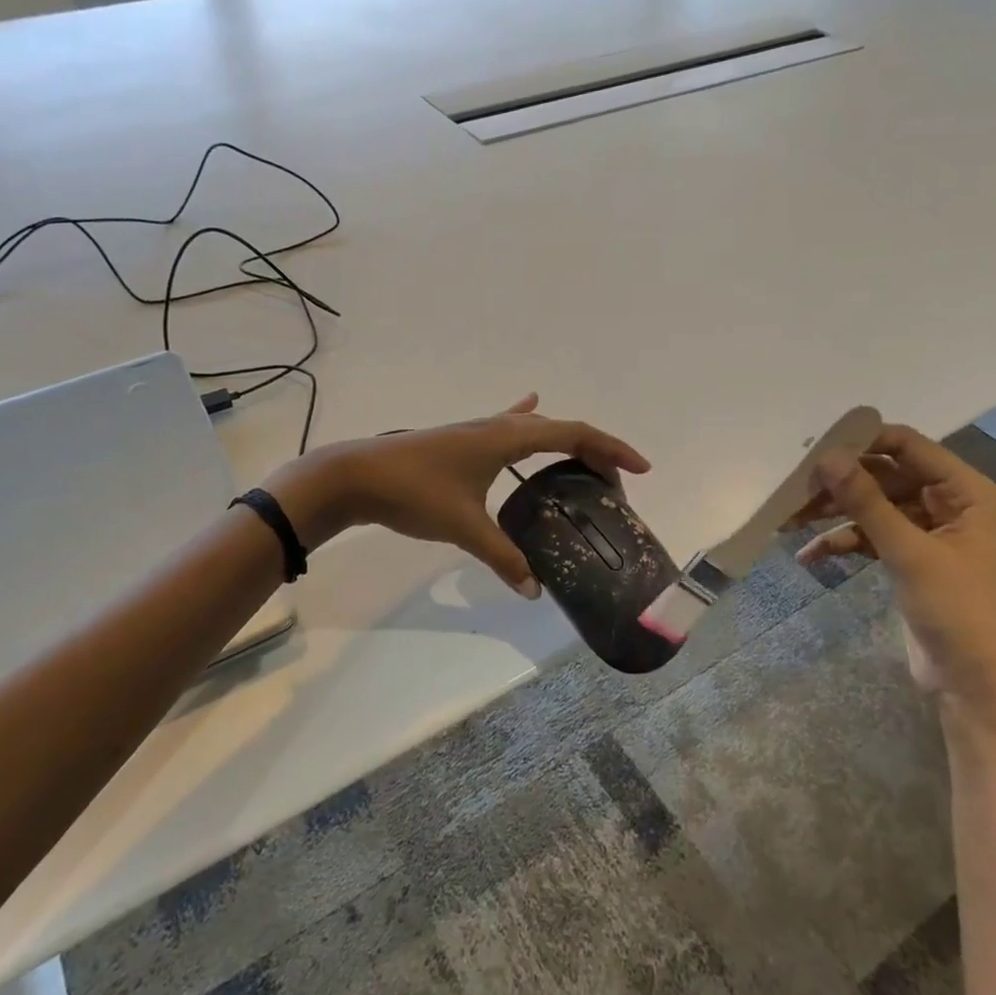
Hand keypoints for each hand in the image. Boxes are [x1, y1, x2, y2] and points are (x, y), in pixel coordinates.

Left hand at [264, 394, 649, 596]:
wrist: (355, 476)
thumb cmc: (413, 493)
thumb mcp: (463, 527)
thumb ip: (503, 557)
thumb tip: (534, 591)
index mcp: (506, 437)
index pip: (573, 433)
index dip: (610, 448)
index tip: (640, 469)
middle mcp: (497, 427)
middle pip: (559, 429)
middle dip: (593, 451)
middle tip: (614, 484)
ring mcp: (477, 431)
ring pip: (533, 428)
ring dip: (563, 441)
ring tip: (584, 463)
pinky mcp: (461, 442)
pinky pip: (505, 426)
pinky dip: (524, 418)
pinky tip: (528, 404)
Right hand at [790, 425, 995, 713]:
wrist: (977, 684)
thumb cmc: (958, 610)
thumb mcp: (909, 552)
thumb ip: (866, 501)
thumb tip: (826, 457)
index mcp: (965, 491)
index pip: (907, 446)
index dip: (862, 442)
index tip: (816, 449)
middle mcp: (947, 503)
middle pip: (883, 475)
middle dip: (840, 482)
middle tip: (794, 488)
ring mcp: (926, 531)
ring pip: (871, 505)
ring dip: (834, 512)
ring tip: (789, 520)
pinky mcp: (908, 558)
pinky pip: (869, 536)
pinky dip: (841, 542)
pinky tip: (809, 555)